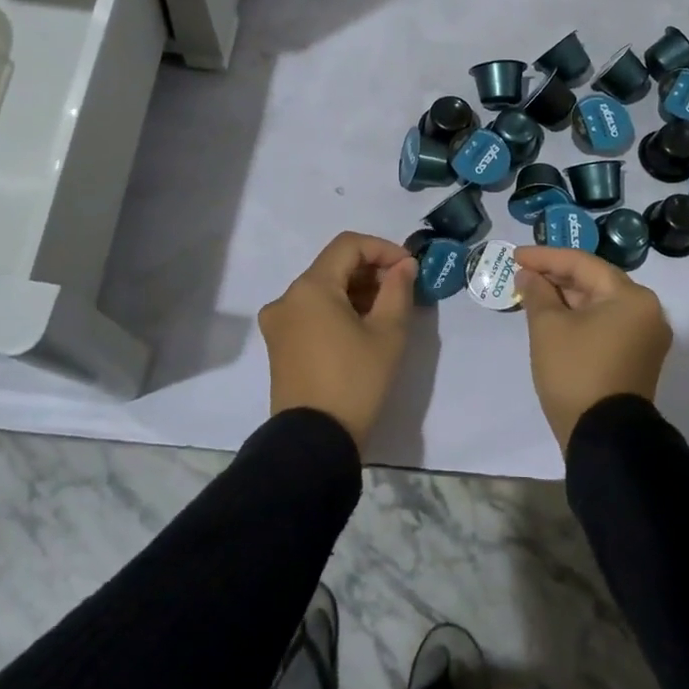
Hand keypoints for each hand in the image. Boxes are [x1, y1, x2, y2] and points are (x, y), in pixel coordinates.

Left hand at [261, 231, 417, 449]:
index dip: (383, 249)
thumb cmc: (355, 382)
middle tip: (403, 291)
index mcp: (310, 287)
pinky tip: (362, 329)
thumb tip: (403, 266)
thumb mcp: (387, 334)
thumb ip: (398, 290)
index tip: (409, 269)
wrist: (314, 443)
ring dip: (356, 292)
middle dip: (371, 272)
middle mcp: (287, 297)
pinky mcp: (279, 345)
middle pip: (333, 266)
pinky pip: (311, 312)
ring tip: (387, 312)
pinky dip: (338, 310)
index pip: (349, 245)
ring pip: (322, 289)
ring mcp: (278, 322)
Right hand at [515, 246, 671, 451]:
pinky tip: (553, 317)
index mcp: (632, 297)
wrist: (604, 438)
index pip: (583, 264)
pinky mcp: (638, 358)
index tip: (515, 256)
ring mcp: (645, 337)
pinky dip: (580, 317)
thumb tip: (529, 276)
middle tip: (522, 274)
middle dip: (556, 276)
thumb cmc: (575, 372)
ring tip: (532, 294)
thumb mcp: (547, 327)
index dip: (545, 257)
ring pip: (600, 304)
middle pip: (595, 282)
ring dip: (566, 298)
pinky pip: (606, 324)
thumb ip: (537, 293)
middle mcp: (647, 311)